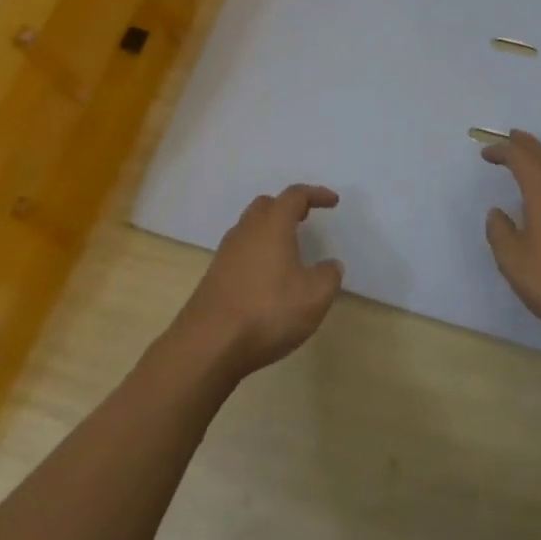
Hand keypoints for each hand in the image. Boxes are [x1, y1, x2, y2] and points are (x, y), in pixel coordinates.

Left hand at [170, 184, 344, 379]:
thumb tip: (330, 265)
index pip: (295, 196)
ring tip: (288, 249)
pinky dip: (257, 253)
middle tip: (305, 217)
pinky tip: (267, 276)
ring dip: (270, 230)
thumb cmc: (267, 311)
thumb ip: (328, 276)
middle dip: (287, 207)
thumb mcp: (314, 296)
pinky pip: (240, 252)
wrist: (208, 345)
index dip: (316, 194)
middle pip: (266, 205)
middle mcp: (246, 231)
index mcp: (272, 225)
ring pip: (250, 228)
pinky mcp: (214, 277)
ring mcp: (226, 253)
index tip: (333, 201)